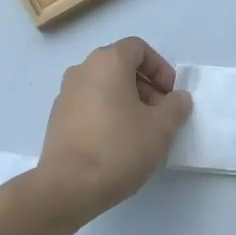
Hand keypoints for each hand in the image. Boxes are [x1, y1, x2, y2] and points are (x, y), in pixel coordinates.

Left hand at [35, 38, 192, 216]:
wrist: (69, 186)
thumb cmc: (119, 148)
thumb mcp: (160, 128)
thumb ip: (175, 106)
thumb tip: (178, 98)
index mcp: (107, 62)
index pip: (138, 48)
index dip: (160, 68)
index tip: (171, 95)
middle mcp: (82, 70)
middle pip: (120, 66)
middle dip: (146, 86)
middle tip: (161, 115)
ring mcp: (65, 93)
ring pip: (104, 86)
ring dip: (127, 101)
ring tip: (142, 132)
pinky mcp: (57, 117)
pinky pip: (89, 104)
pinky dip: (107, 113)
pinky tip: (117, 142)